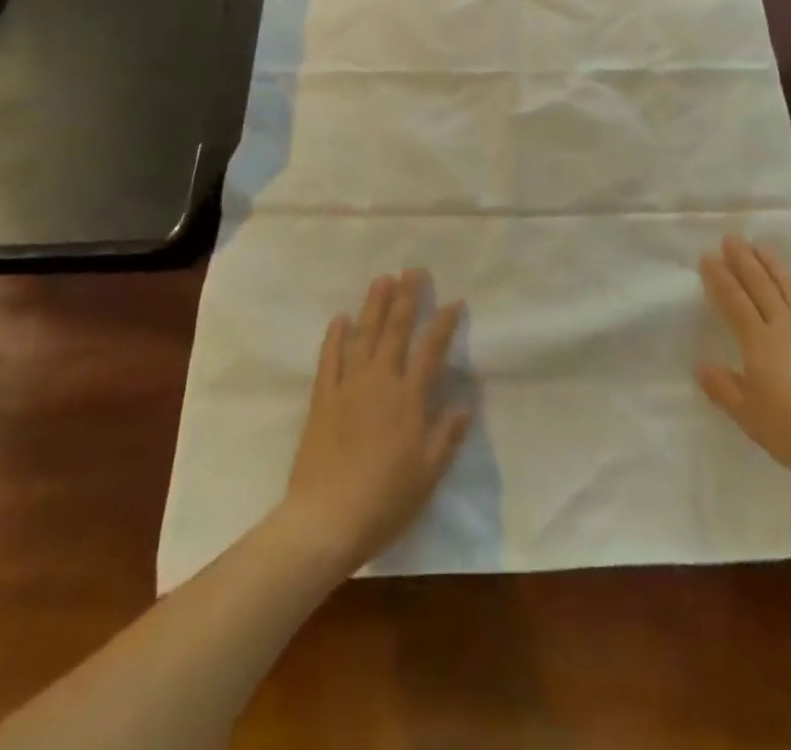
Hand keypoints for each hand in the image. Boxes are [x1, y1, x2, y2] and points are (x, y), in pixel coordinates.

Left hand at [282, 270, 471, 573]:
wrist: (326, 521)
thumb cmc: (385, 502)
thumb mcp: (428, 475)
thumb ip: (447, 436)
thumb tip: (466, 403)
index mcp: (410, 399)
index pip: (432, 351)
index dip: (444, 324)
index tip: (454, 301)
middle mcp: (381, 382)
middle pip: (396, 331)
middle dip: (407, 298)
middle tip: (413, 269)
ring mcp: (349, 387)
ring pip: (364, 336)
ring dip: (374, 306)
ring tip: (382, 279)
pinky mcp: (323, 399)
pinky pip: (330, 359)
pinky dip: (335, 337)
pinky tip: (340, 318)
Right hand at [696, 236, 790, 492]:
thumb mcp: (749, 416)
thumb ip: (724, 388)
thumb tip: (702, 365)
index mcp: (759, 341)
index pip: (734, 301)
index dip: (720, 278)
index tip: (708, 256)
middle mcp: (785, 327)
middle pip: (762, 285)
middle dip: (744, 260)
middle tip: (732, 238)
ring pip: (790, 288)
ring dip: (774, 266)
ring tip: (763, 248)